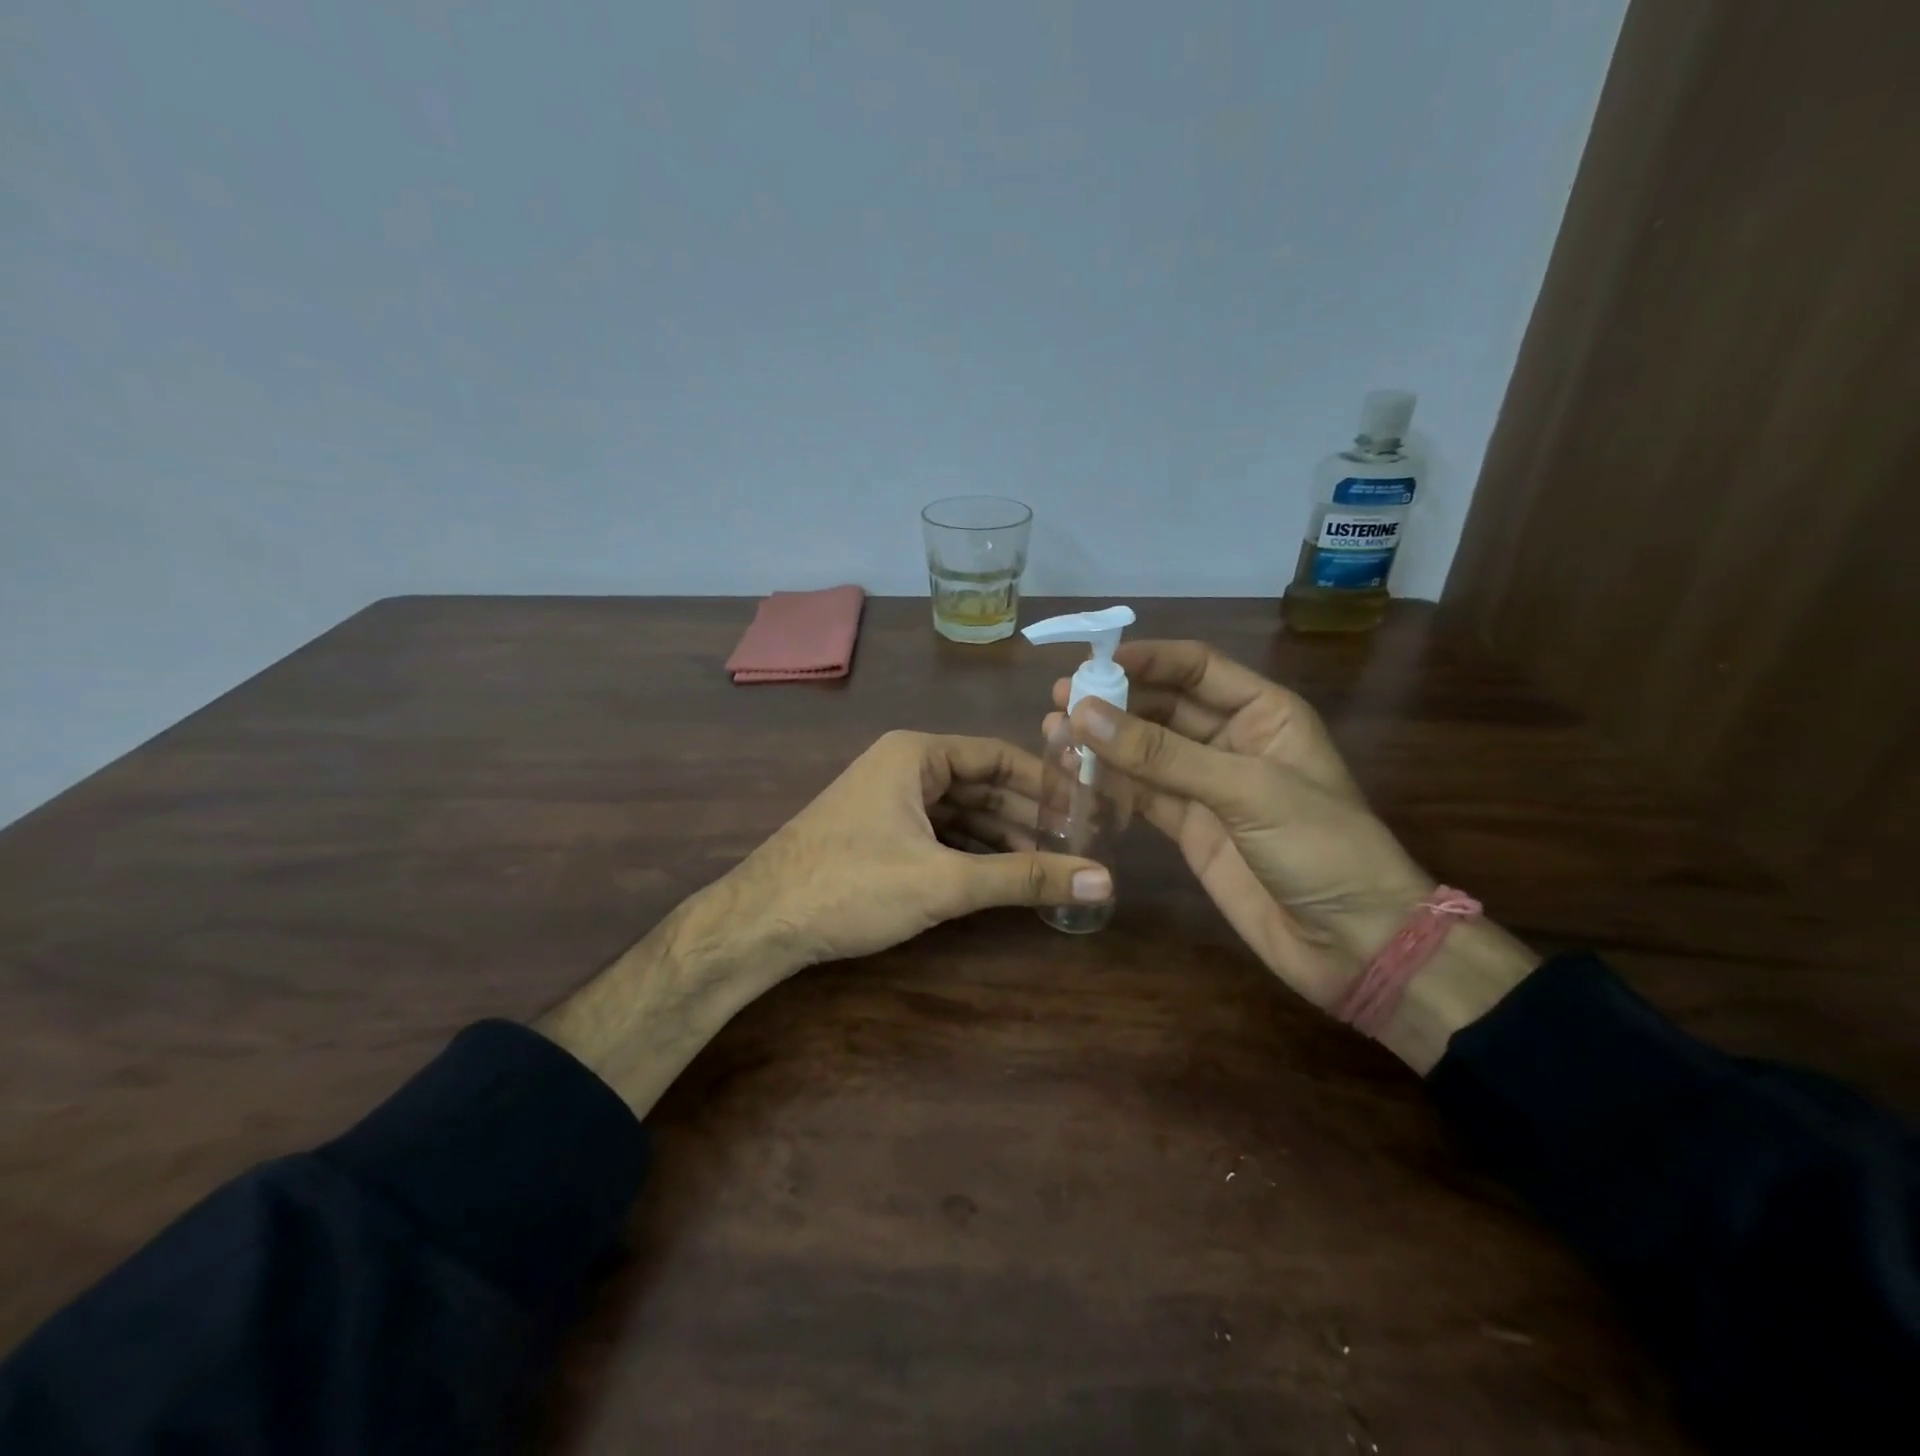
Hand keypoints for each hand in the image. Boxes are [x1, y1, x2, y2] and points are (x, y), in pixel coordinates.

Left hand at [737, 729, 1111, 966]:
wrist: (759, 924)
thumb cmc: (852, 886)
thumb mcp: (944, 881)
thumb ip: (1022, 878)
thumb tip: (1102, 879)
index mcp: (916, 754)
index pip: (999, 756)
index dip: (1046, 783)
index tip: (1087, 811)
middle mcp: (903, 767)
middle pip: (982, 784)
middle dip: (1027, 816)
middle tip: (1077, 846)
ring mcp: (888, 801)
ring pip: (960, 812)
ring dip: (1002, 837)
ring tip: (1050, 866)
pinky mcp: (878, 835)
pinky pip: (938, 834)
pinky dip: (971, 852)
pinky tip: (1001, 876)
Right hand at [1048, 640, 1433, 1007]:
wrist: (1352, 943)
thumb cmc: (1320, 848)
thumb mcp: (1246, 790)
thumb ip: (1162, 754)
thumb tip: (1084, 713)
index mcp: (1264, 713)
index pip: (1197, 667)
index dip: (1147, 659)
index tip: (1092, 662)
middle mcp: (1232, 740)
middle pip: (1164, 706)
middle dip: (1115, 701)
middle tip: (1060, 700)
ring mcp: (1208, 786)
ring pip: (1146, 750)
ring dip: (1104, 740)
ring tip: (1052, 731)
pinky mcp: (1189, 827)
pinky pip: (1142, 792)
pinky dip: (1110, 782)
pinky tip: (1074, 772)